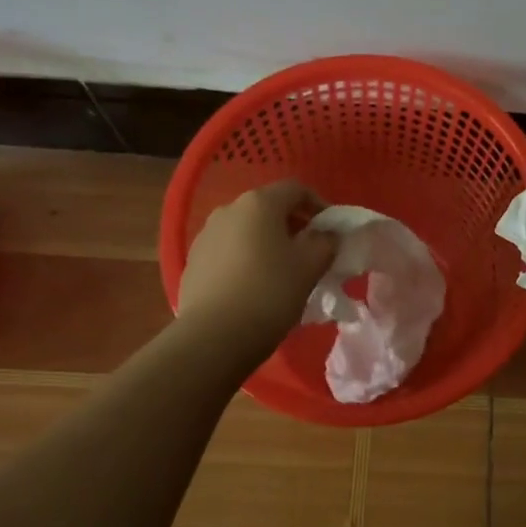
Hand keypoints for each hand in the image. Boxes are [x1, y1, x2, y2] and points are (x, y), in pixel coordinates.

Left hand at [178, 182, 337, 353]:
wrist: (213, 336)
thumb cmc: (270, 292)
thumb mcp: (311, 266)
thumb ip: (326, 242)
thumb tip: (326, 235)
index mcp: (259, 203)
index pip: (296, 189)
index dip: (319, 205)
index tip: (331, 232)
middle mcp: (228, 209)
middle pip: (269, 208)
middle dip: (293, 225)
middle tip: (310, 252)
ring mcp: (205, 235)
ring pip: (246, 230)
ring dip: (267, 243)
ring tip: (281, 272)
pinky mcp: (193, 262)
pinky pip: (228, 252)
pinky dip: (245, 260)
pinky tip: (253, 287)